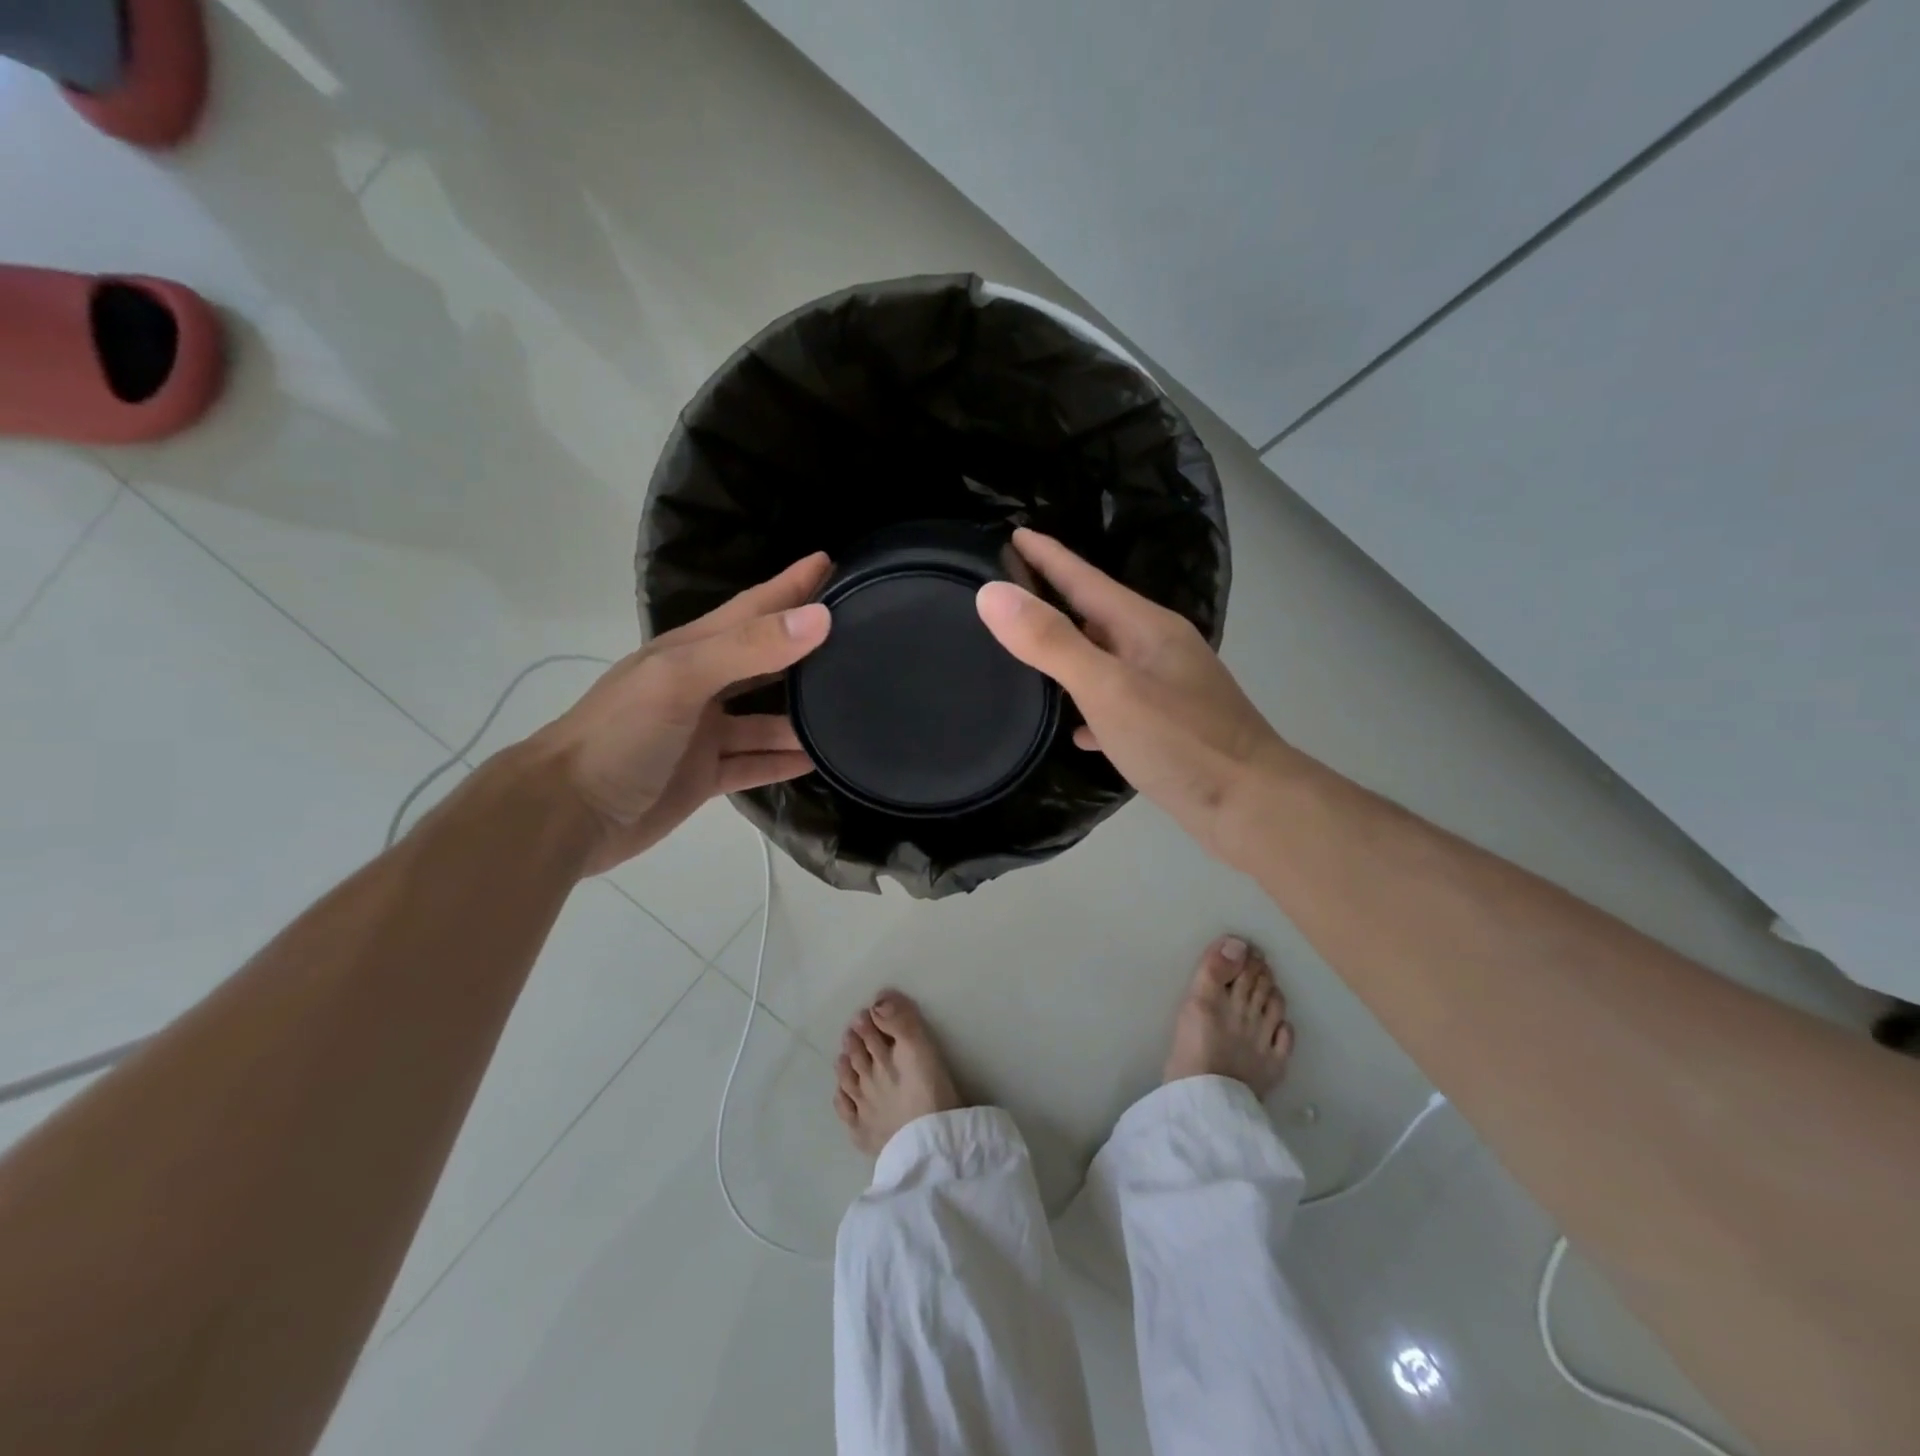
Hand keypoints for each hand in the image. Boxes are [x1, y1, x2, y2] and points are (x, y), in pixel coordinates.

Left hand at [529, 554, 832, 874]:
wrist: (566, 814)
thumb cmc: (620, 735)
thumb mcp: (682, 679)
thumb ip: (749, 648)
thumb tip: (820, 618)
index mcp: (692, 651)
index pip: (753, 608)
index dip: (790, 585)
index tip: (832, 563)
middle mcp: (702, 686)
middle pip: (765, 659)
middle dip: (806, 646)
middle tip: (859, 635)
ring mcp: (704, 733)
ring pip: (766, 718)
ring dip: (804, 714)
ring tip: (854, 706)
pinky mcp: (705, 775)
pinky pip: (757, 762)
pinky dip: (785, 760)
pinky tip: (820, 759)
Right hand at [975, 529, 1286, 863]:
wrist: (1254, 807)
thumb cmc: (1180, 742)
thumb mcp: (1107, 688)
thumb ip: (1051, 642)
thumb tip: (992, 594)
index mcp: (1145, 627)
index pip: (1085, 579)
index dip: (1048, 556)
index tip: (1013, 532)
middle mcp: (1159, 648)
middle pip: (1097, 614)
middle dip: (1056, 599)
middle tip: (1012, 590)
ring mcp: (1168, 688)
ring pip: (1108, 658)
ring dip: (1073, 651)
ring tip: (1032, 652)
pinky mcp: (1170, 727)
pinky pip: (1119, 704)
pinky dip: (1093, 707)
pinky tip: (1075, 729)